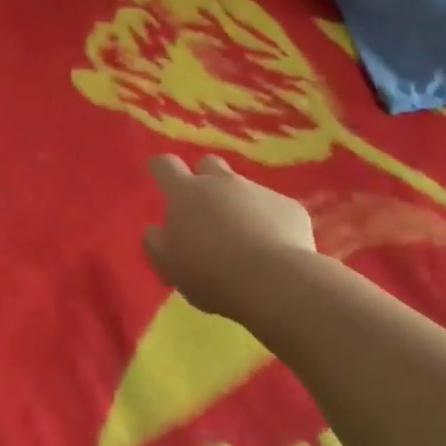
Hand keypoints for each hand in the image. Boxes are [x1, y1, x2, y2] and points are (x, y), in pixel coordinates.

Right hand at [144, 154, 315, 319]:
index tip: (156, 170)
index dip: (159, 166)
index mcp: (185, 194)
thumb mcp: (169, 265)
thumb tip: (156, 230)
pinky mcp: (290, 206)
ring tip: (240, 237)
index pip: (165, 165)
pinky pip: (273, 208)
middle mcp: (222, 183)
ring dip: (236, 204)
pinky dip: (267, 222)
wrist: (274, 281)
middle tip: (202, 207)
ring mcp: (259, 191)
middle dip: (203, 178)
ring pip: (242, 188)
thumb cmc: (210, 273)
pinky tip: (270, 249)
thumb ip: (156, 243)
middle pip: (208, 164)